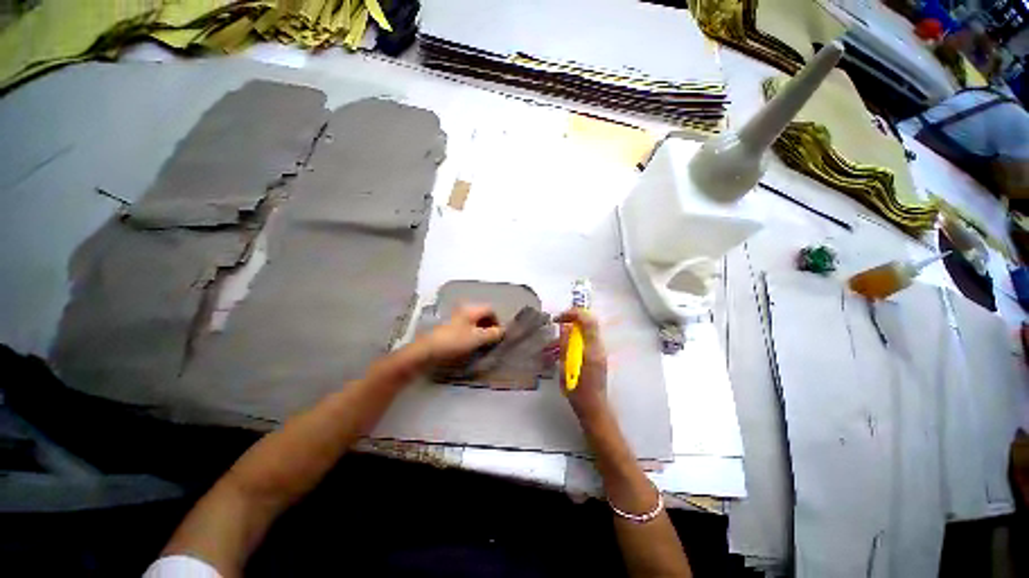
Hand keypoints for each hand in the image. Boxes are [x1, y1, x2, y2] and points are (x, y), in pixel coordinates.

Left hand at [417, 304, 503, 368]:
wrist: (427, 350)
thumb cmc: (455, 342)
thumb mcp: (477, 338)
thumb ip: (492, 334)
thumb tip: (503, 331)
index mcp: (471, 309)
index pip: (490, 310)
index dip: (497, 321)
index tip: (498, 335)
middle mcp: (463, 310)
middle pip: (482, 315)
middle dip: (489, 326)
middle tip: (490, 340)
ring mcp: (455, 318)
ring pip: (473, 322)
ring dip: (480, 331)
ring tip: (481, 344)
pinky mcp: (448, 328)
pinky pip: (465, 328)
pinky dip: (471, 334)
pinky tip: (469, 345)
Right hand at [555, 308, 609, 423]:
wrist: (593, 408)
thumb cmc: (578, 392)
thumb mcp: (566, 368)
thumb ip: (566, 345)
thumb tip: (565, 326)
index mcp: (592, 349)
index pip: (587, 320)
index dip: (573, 313)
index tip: (559, 318)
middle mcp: (599, 347)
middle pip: (588, 323)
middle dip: (571, 320)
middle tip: (557, 324)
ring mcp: (599, 351)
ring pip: (585, 332)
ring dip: (569, 334)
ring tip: (551, 347)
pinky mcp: (596, 356)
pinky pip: (585, 341)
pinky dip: (572, 342)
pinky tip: (559, 353)